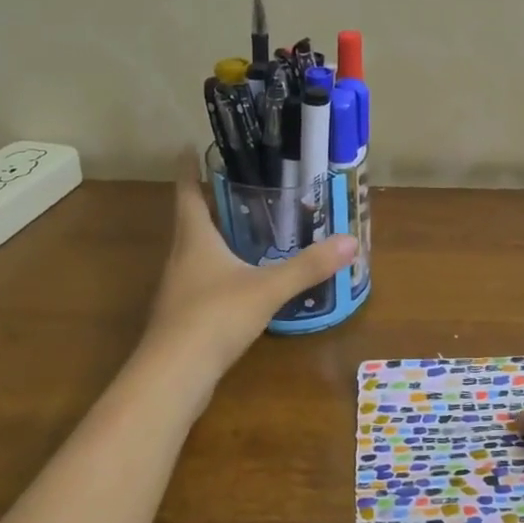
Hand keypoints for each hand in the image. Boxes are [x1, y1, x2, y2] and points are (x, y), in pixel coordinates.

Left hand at [144, 157, 356, 379]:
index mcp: (194, 238)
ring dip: (214, 235)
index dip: (187, 168)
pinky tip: (241, 278)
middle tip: (237, 183)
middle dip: (208, 200)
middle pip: (190, 219)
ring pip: (195, 251)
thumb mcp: (267, 289)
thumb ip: (307, 266)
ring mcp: (179, 288)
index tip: (190, 146)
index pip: (186, 192)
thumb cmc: (214, 317)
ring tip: (245, 226)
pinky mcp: (183, 315)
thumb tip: (351, 241)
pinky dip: (220, 268)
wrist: (172, 376)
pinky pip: (202, 279)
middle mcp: (181, 257)